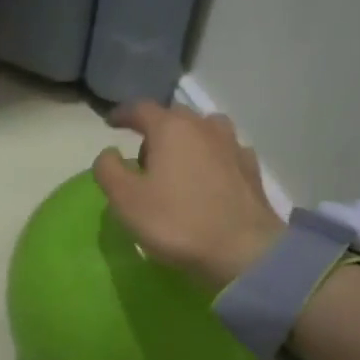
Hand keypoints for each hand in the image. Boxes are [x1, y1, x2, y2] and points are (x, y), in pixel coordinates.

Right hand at [93, 102, 286, 292]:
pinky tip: (209, 176)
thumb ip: (109, 170)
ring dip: (188, 139)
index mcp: (171, 128)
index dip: (123, 114)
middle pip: (175, 116)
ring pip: (205, 130)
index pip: (141, 108)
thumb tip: (109, 153)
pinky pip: (225, 152)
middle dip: (156, 129)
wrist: (243, 251)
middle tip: (144, 157)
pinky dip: (212, 157)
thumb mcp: (125, 199)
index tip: (111, 123)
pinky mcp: (251, 169)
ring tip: (179, 164)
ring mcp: (233, 145)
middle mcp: (204, 127)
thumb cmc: (177, 221)